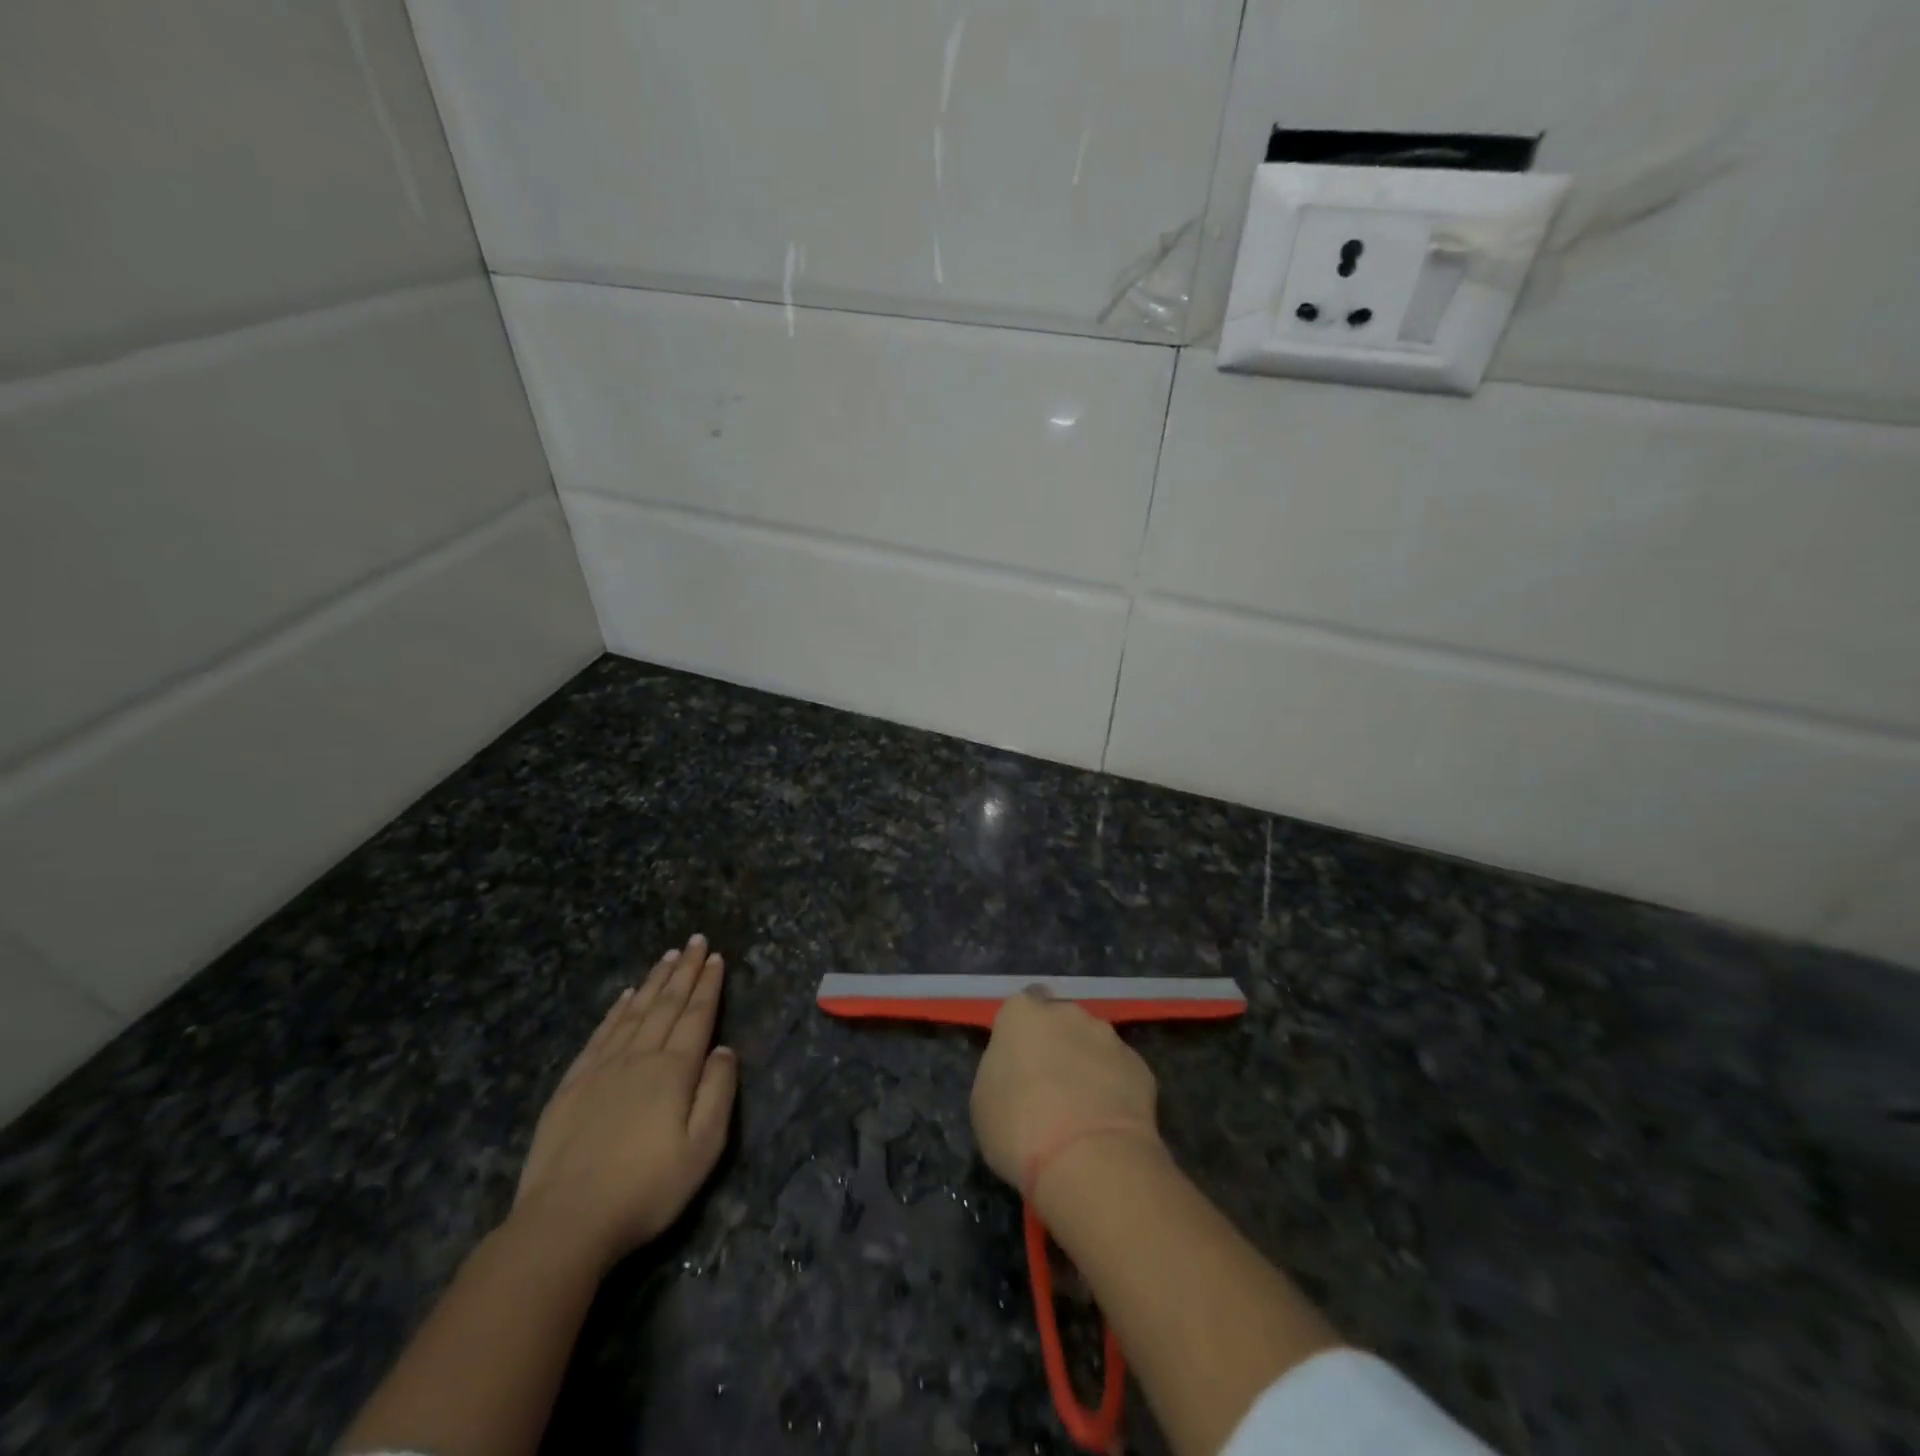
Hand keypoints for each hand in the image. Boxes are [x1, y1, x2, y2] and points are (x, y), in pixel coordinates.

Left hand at [511, 935, 737, 1267]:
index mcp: (673, 1071)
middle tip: (696, 941)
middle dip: (684, 970)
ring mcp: (601, 1068)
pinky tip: (625, 995)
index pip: (697, 1016)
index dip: (708, 985)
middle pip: (666, 1005)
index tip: (716, 957)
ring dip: (654, 981)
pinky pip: (600, 1034)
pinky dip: (616, 1009)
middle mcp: (639, 1057)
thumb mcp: (703, 1149)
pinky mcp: (572, 1085)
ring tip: (668, 956)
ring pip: (634, 1012)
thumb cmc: (645, 1189)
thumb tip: (724, 1050)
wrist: (564, 1222)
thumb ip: (718, 1093)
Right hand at [970, 989, 1159, 1197]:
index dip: (1021, 1033)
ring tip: (1083, 1109)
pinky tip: (1108, 1122)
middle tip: (1050, 1086)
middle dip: (1057, 1044)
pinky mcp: (1139, 1066)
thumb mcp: (984, 1102)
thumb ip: (1001, 1073)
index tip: (1020, 1061)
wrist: (1088, 1158)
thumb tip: (1018, 1074)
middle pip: (1060, 1020)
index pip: (1021, 1006)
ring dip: (1088, 1064)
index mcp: (1021, 1015)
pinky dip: (1115, 1088)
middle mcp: (1067, 1013)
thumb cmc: (1019, 1128)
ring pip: (1093, 1043)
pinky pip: (1120, 1071)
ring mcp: (1107, 1037)